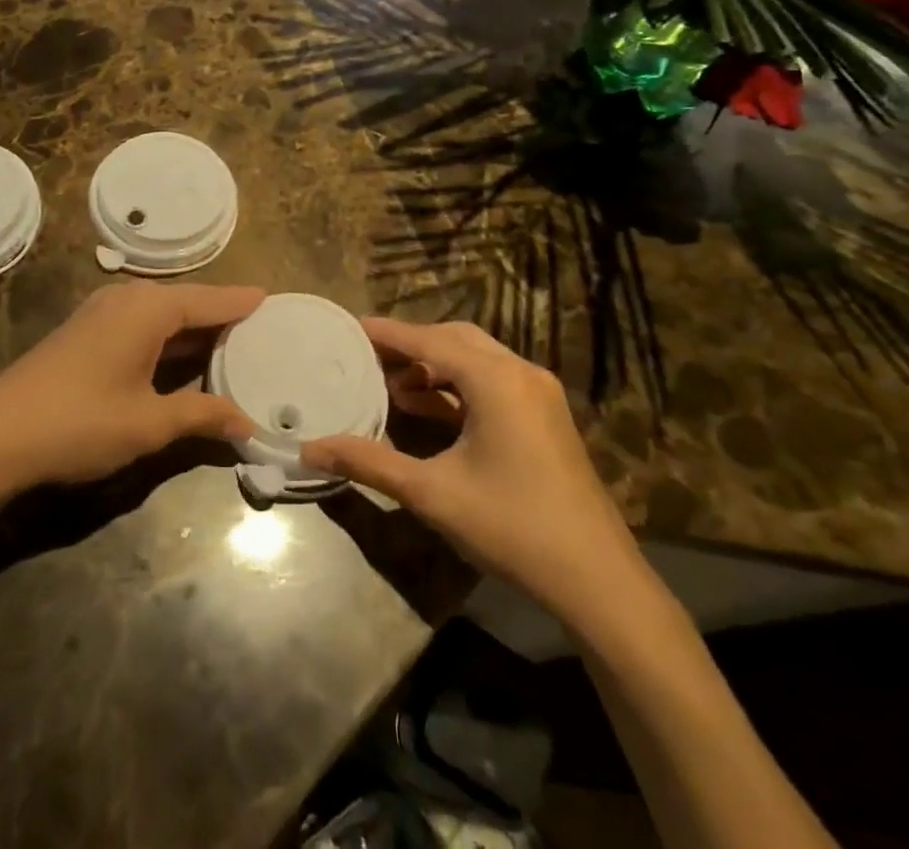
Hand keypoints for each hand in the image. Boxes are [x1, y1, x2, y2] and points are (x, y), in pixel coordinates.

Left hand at [0, 282, 261, 497]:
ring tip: (232, 341)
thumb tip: (247, 423)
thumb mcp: (148, 423)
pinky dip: (168, 337)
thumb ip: (201, 415)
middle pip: (187, 302)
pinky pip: (142, 324)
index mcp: (149, 308)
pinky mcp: (86, 332)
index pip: (210, 300)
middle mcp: (128, 299)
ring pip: (163, 314)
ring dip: (194, 328)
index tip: (273, 299)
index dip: (241, 303)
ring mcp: (102, 313)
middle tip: (261, 327)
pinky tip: (182, 356)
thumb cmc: (80, 422)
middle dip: (221, 315)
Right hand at [301, 318, 642, 623]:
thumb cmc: (511, 527)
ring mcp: (538, 393)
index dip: (386, 334)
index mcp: (495, 379)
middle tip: (367, 358)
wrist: (598, 580)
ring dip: (434, 366)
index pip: (428, 340)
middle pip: (454, 340)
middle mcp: (519, 372)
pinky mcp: (544, 416)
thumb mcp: (432, 493)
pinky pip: (492, 381)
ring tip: (391, 385)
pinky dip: (458, 386)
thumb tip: (310, 449)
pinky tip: (429, 407)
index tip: (349, 328)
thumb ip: (369, 463)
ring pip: (475, 359)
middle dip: (410, 346)